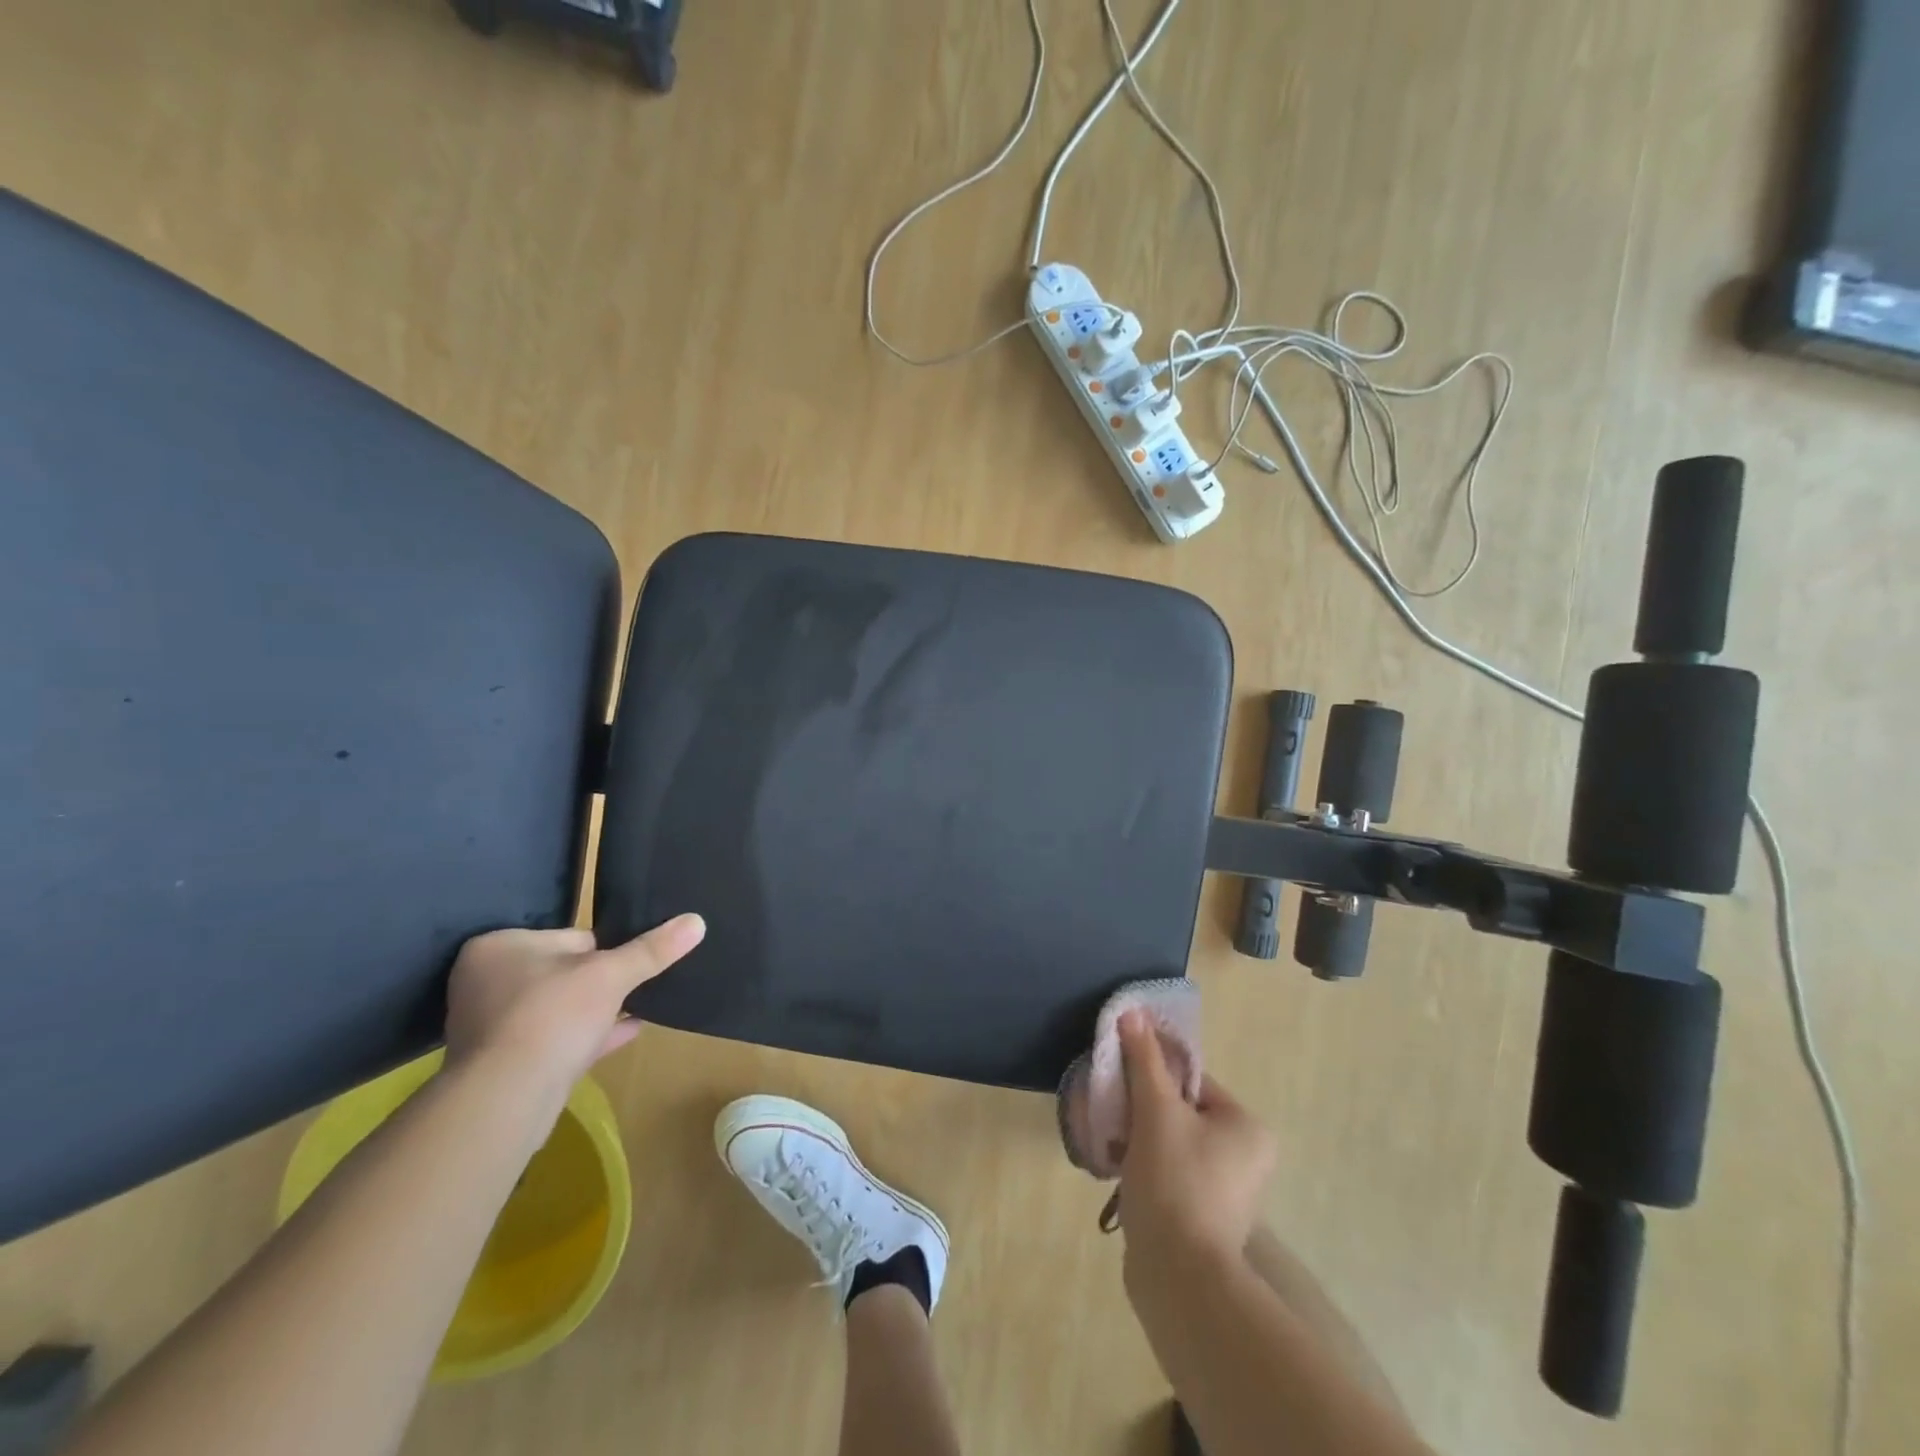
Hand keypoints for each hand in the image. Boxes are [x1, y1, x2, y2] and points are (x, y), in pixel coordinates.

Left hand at [443, 915, 706, 1099]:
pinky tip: (630, 1031)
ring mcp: (490, 1026)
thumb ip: (652, 949)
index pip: (570, 937)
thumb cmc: (552, 1016)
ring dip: (596, 1011)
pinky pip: (555, 1040)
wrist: (507, 1100)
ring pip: (559, 1008)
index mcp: (498, 947)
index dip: (605, 951)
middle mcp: (485, 982)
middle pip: (564, 972)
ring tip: (640, 1006)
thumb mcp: (612, 974)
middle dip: (599, 982)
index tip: (628, 965)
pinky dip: (589, 1036)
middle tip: (637, 986)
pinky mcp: (501, 1064)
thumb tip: (697, 921)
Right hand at [1117, 1008, 1275, 1262]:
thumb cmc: (1175, 1181)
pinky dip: (1146, 1168)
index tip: (1121, 1082)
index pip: (1193, 1081)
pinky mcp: (1205, 1219)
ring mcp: (1228, 1192)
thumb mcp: (1156, 1110)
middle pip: (1182, 1111)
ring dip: (1140, 1139)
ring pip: (1173, 1143)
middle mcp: (1247, 1158)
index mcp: (1247, 1127)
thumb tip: (1132, 1011)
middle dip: (1144, 1109)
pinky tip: (1119, 1172)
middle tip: (1114, 1113)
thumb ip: (1144, 1059)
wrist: (1179, 1278)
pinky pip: (1172, 1174)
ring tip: (1112, 1143)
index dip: (1153, 1076)